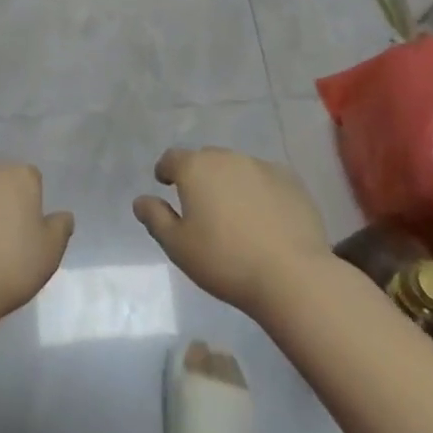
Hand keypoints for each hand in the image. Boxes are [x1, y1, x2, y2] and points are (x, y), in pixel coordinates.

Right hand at [133, 146, 333, 315]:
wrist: (292, 275)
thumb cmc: (225, 261)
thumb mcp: (178, 247)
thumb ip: (155, 219)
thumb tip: (140, 200)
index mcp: (195, 168)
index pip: (172, 158)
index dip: (166, 170)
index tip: (166, 183)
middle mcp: (226, 157)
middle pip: (206, 160)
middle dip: (200, 176)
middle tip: (202, 205)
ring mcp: (261, 166)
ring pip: (237, 168)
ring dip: (230, 183)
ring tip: (235, 213)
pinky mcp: (290, 180)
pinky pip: (266, 179)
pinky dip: (260, 191)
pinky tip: (265, 217)